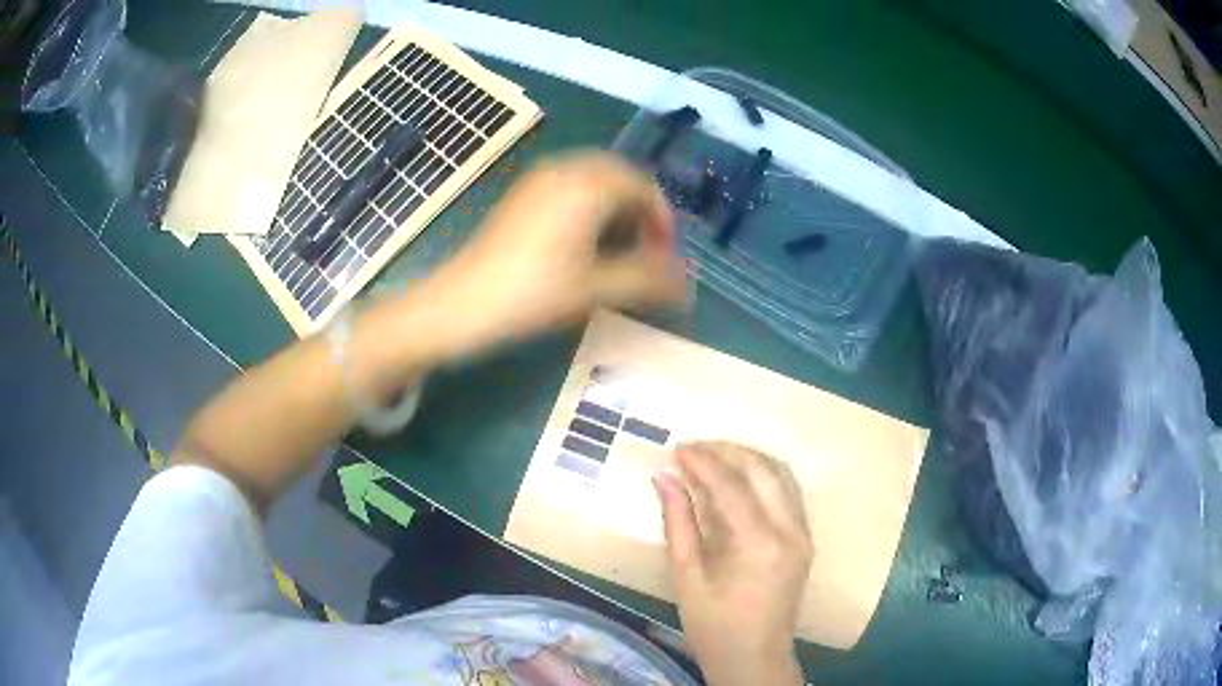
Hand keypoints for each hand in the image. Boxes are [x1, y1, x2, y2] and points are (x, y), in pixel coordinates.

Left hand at [425, 151, 687, 355]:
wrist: (462, 303)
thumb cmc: (533, 293)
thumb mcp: (597, 289)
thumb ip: (649, 281)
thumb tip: (689, 287)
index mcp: (588, 184)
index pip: (644, 186)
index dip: (663, 220)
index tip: (666, 257)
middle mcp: (565, 169)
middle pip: (621, 176)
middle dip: (642, 211)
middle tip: (648, 250)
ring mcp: (539, 179)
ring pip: (595, 179)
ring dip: (617, 207)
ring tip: (621, 248)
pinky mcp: (523, 194)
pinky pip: (571, 185)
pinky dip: (591, 206)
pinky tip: (586, 241)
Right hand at [655, 442, 812, 685]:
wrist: (755, 658)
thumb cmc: (714, 626)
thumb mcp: (687, 577)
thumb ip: (678, 523)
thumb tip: (664, 479)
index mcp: (759, 544)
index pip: (731, 486)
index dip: (702, 463)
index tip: (676, 449)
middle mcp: (790, 531)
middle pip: (764, 470)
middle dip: (728, 452)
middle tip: (694, 448)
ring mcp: (803, 534)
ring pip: (782, 476)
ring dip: (749, 460)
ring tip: (714, 456)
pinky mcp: (805, 540)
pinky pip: (789, 494)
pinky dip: (764, 477)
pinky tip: (740, 478)